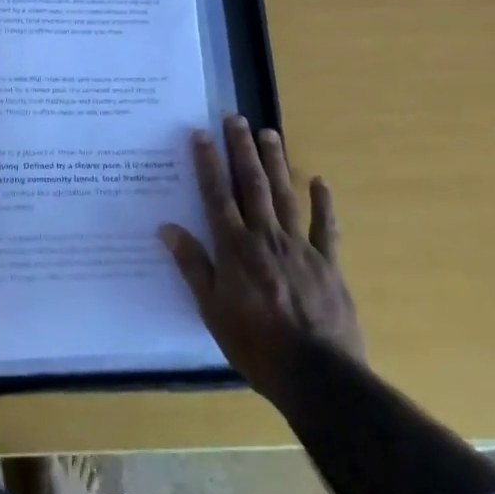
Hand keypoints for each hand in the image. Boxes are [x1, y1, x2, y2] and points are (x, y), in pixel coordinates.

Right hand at [160, 116, 364, 401]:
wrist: (316, 375)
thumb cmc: (255, 345)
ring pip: (284, 195)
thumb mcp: (211, 310)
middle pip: (251, 184)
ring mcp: (299, 247)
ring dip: (275, 162)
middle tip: (236, 118)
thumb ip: (192, 265)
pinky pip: (325, 227)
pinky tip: (319, 180)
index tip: (201, 134)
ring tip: (269, 132)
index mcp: (235, 248)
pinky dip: (322, 203)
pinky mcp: (327, 263)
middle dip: (241, 149)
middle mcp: (265, 237)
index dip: (208, 163)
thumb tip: (167, 228)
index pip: (217, 195)